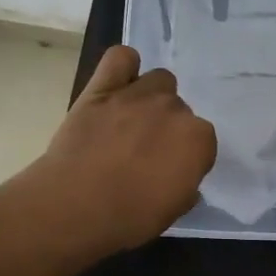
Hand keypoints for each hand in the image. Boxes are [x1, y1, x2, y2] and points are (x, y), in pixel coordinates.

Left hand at [29, 45, 216, 254]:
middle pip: (179, 109)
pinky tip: (118, 84)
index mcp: (198, 139)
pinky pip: (121, 57)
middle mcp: (174, 109)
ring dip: (151, 97)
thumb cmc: (128, 217)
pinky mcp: (102, 87)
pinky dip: (124, 67)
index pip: (202, 140)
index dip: (185, 156)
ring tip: (131, 120)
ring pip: (159, 80)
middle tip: (144, 151)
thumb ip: (185, 187)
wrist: (74, 205)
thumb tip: (181, 178)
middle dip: (166, 127)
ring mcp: (138, 94)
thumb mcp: (171, 212)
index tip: (169, 172)